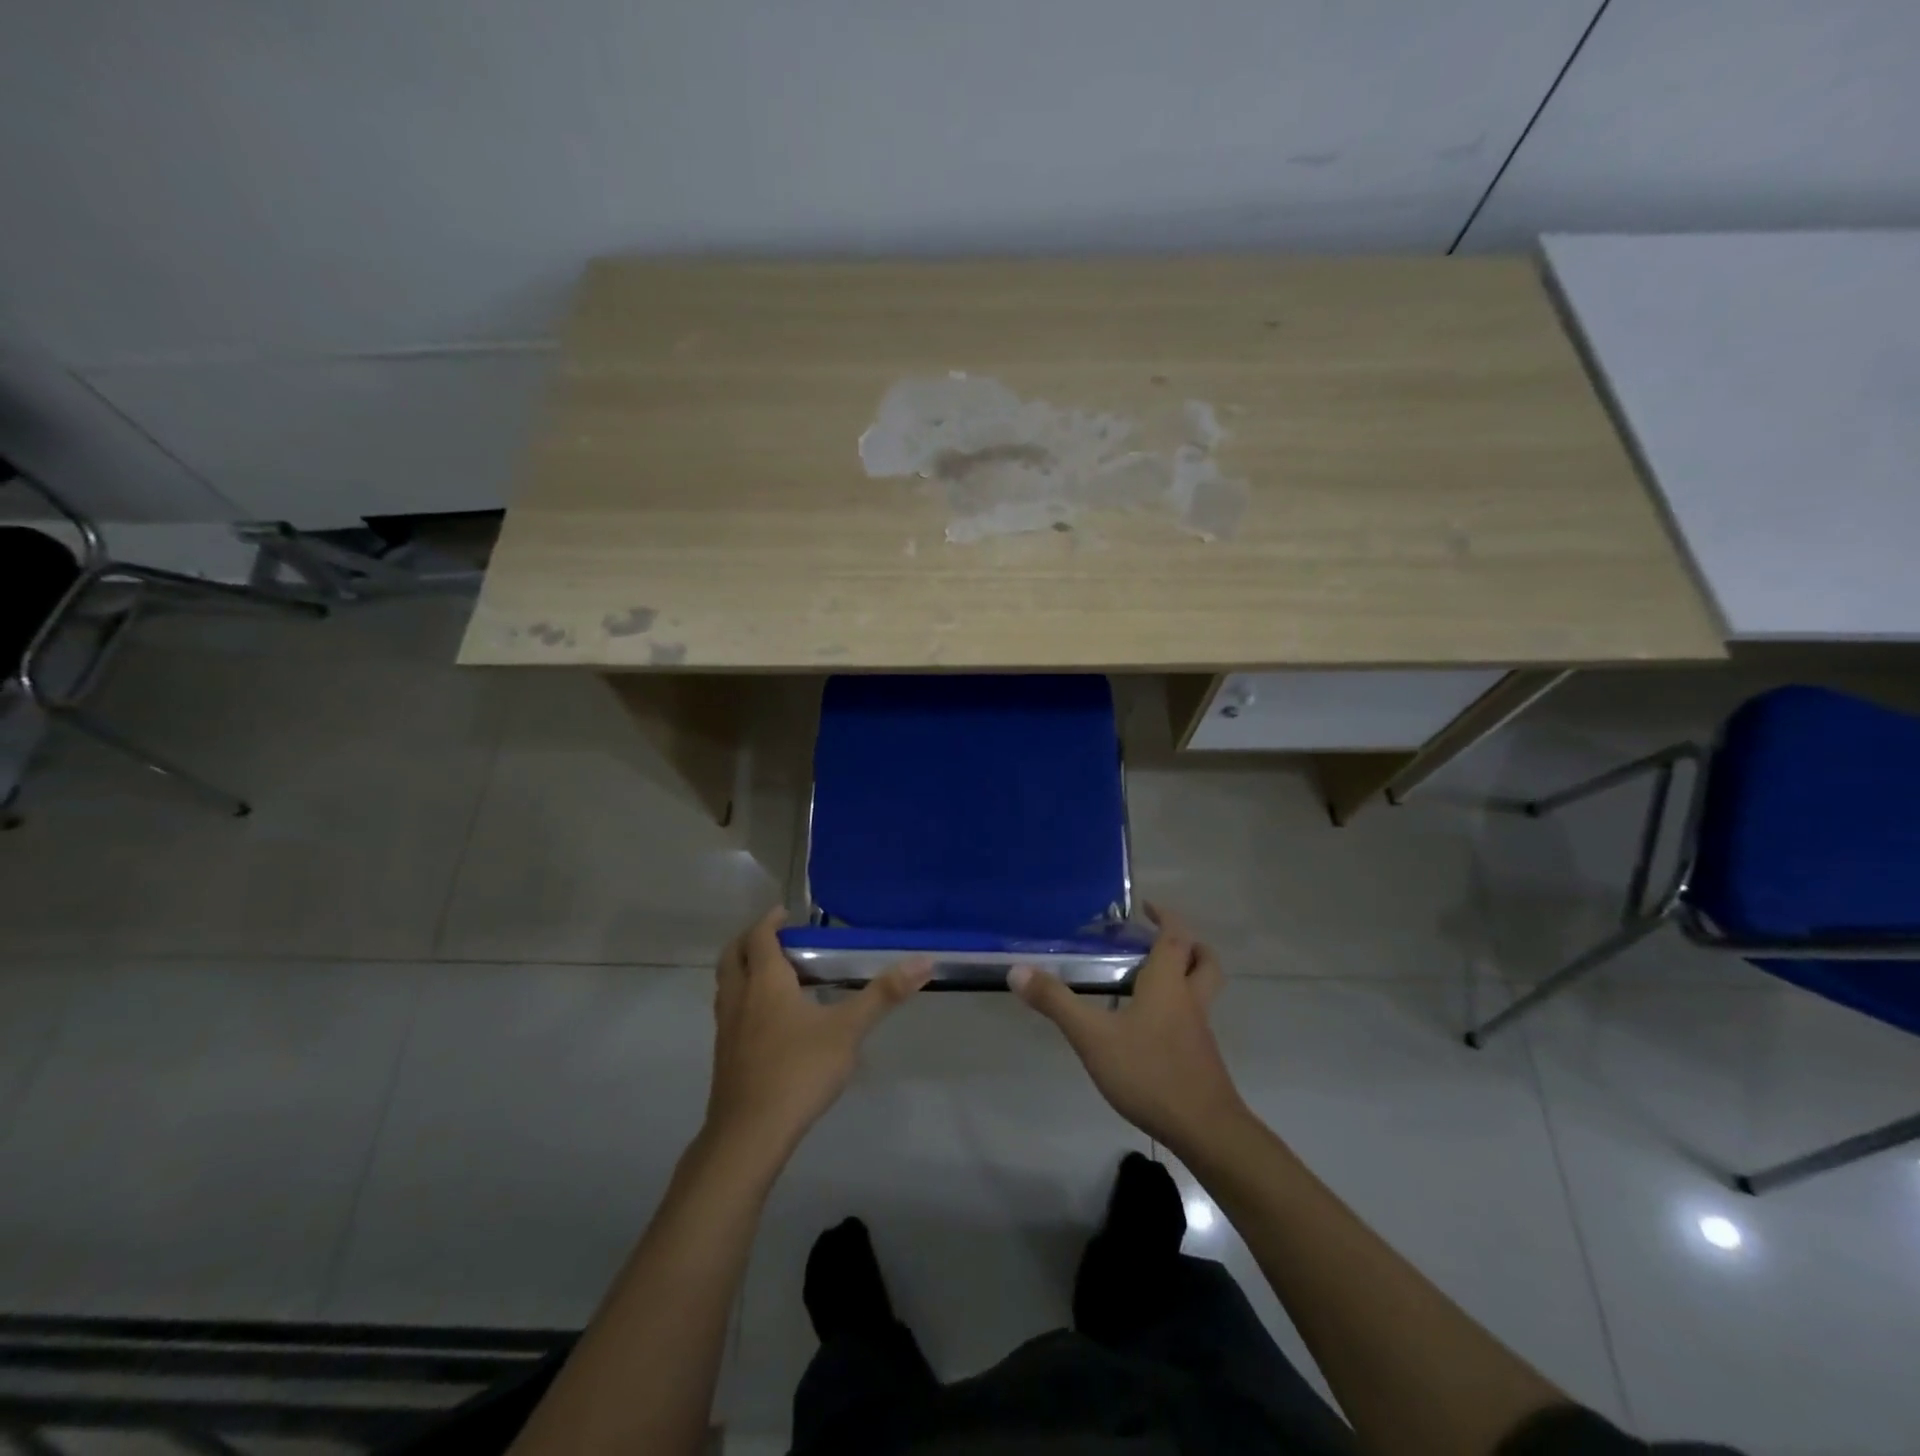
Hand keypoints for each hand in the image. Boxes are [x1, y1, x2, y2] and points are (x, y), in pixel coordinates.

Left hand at [706, 908, 931, 1158]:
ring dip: (743, 969)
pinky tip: (768, 1020)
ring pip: (726, 985)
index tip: (785, 913)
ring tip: (773, 974)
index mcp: (766, 982)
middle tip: (775, 937)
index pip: (759, 937)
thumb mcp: (848, 1030)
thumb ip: (883, 995)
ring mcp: (726, 1028)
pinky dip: (743, 999)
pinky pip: (729, 1011)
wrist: (749, 1134)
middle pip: (733, 955)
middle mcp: (740, 998)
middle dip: (750, 940)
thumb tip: (924, 961)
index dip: (770, 921)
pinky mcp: (725, 1056)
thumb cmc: (799, 1071)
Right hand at [1010, 905, 1245, 1153]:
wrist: (1205, 1130)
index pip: (1175, 937)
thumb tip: (1017, 970)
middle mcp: (1189, 1000)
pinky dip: (1178, 1009)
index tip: (1147, 907)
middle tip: (1160, 940)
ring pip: (1202, 990)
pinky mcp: (1201, 1058)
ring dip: (1185, 975)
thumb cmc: (1150, 1072)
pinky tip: (1149, 1027)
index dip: (1165, 917)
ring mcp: (1200, 1031)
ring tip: (1150, 979)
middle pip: (1203, 961)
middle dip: (1188, 944)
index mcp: (1168, 983)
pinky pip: (1194, 1019)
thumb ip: (1056, 1003)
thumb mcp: (1092, 1037)